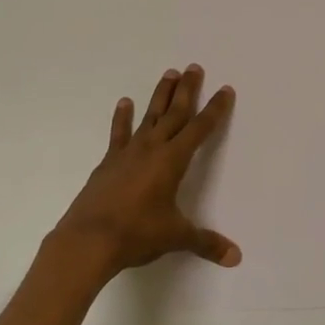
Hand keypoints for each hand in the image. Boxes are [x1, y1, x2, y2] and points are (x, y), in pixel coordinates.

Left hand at [51, 65, 239, 280]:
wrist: (88, 240)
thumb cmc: (136, 234)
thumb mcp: (175, 237)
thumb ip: (206, 242)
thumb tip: (236, 257)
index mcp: (172, 161)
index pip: (200, 129)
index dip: (215, 110)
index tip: (225, 89)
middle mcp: (152, 149)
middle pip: (174, 113)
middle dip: (187, 90)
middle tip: (195, 67)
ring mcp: (127, 153)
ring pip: (149, 116)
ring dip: (160, 95)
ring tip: (169, 73)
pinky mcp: (108, 162)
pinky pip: (118, 134)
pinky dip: (122, 118)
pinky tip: (125, 102)